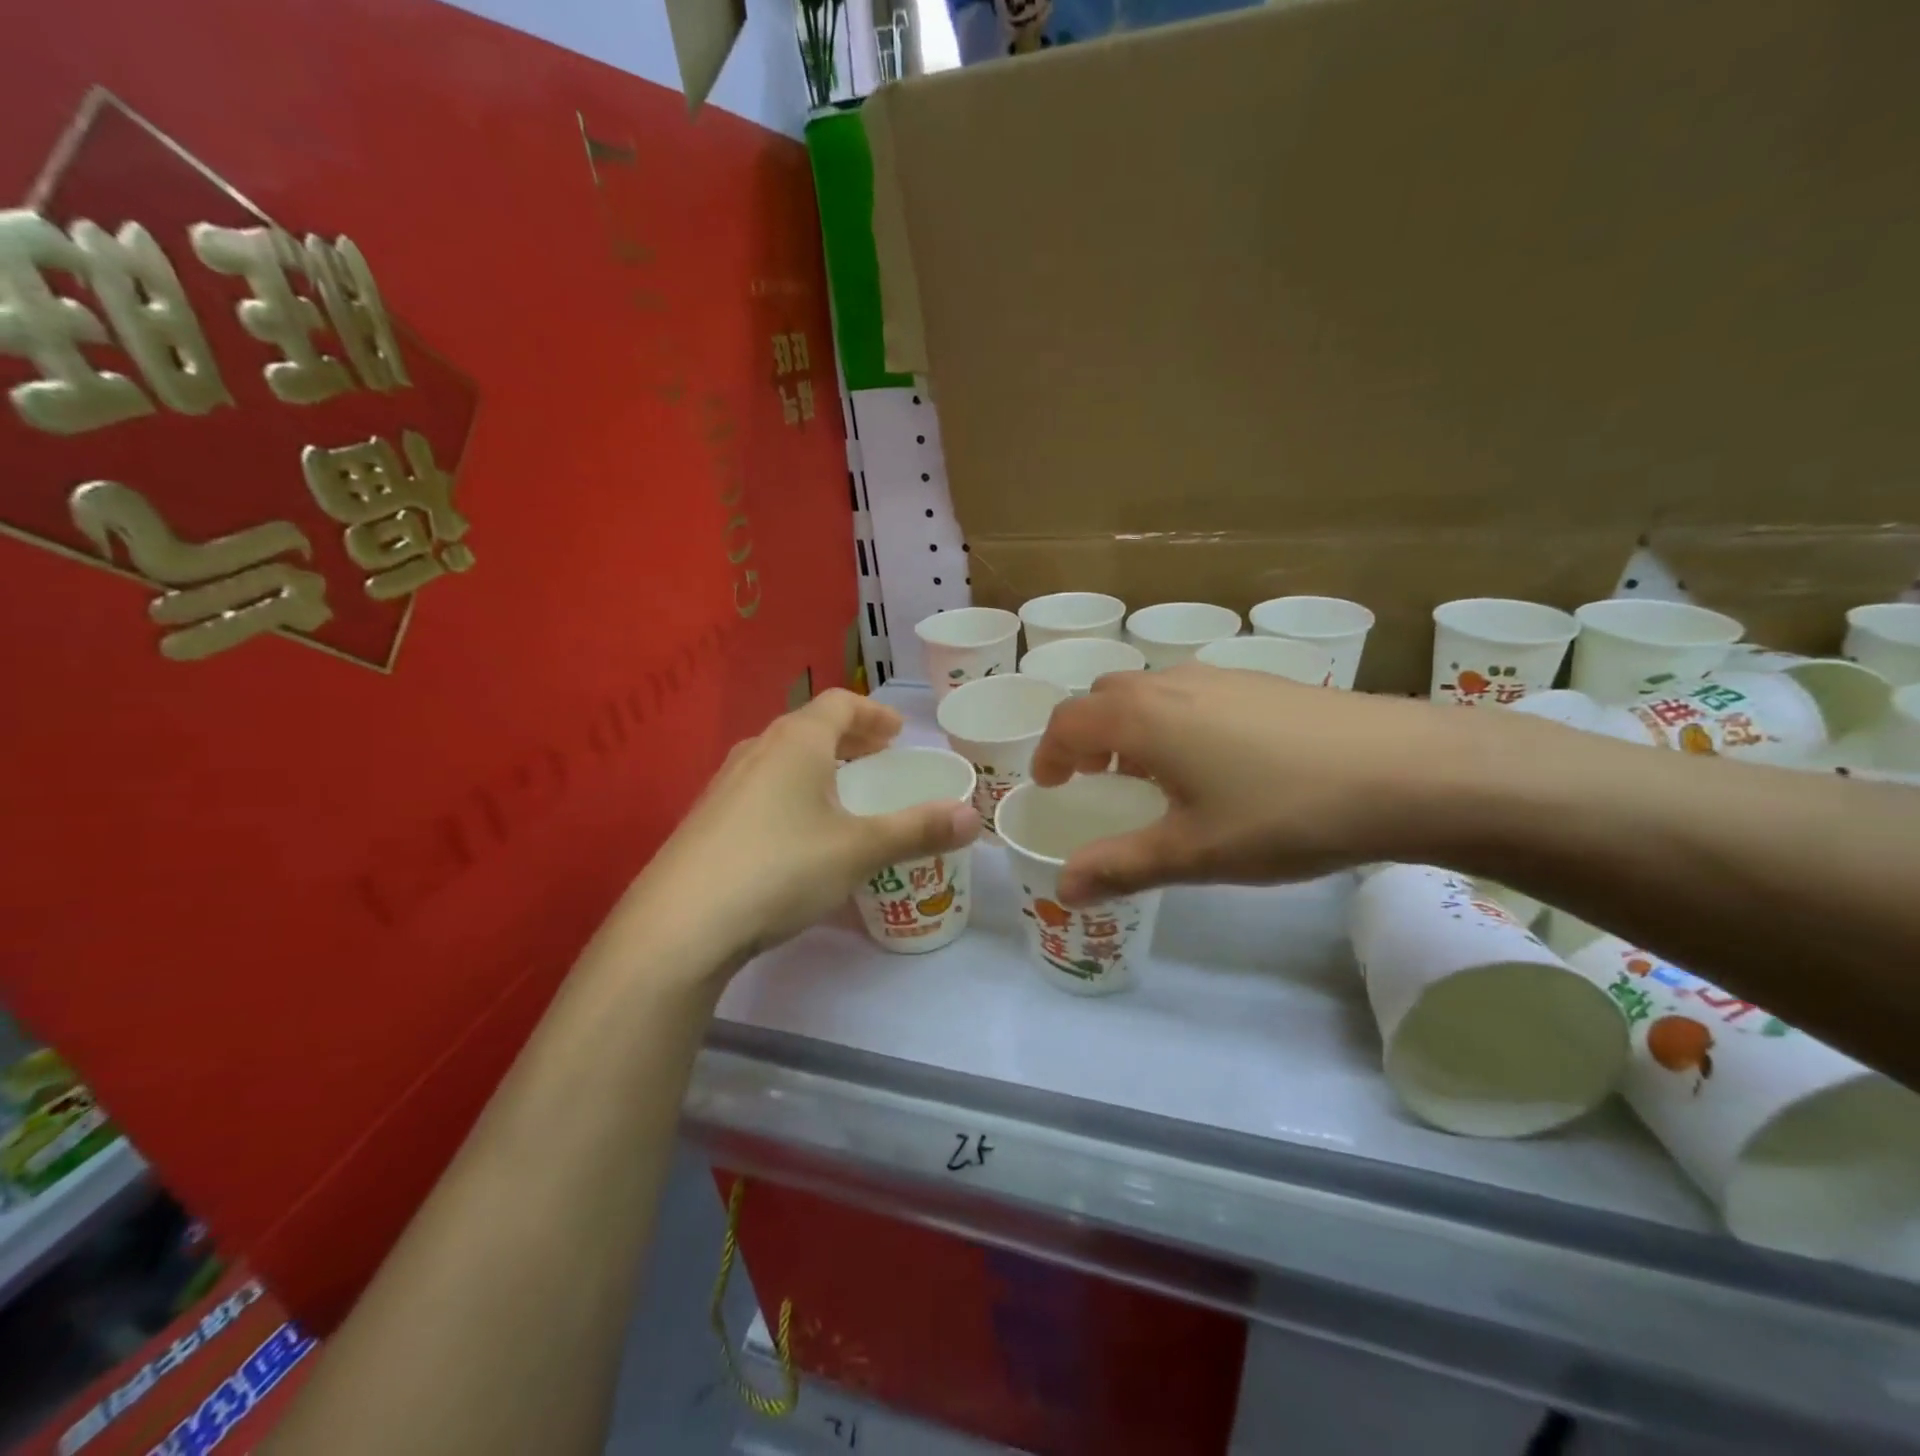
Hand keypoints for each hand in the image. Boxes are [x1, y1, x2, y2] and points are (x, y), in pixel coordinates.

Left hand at [624, 690, 981, 977]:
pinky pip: (761, 787)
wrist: (680, 925)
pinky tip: (798, 832)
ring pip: (782, 758)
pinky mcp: (707, 820)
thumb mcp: (859, 850)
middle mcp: (757, 751)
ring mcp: (725, 784)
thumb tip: (974, 817)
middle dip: (849, 738)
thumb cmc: (780, 868)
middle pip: (809, 727)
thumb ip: (917, 830)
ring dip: (818, 764)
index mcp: (795, 743)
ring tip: (842, 792)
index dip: (874, 713)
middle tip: (879, 758)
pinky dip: (792, 791)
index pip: (839, 704)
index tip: (898, 732)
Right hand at [1029, 665, 1459, 903]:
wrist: (1407, 770)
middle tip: (1094, 780)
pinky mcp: (1261, 683)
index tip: (1049, 786)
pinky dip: (1171, 720)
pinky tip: (1212, 763)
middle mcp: (1172, 684)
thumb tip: (1064, 889)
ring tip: (1149, 774)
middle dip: (1085, 735)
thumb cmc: (1283, 813)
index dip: (1048, 753)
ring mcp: (1221, 677)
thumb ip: (1121, 867)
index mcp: (1142, 717)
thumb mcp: (1195, 852)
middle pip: (1104, 697)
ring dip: (1129, 726)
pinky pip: (1190, 694)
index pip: (1068, 721)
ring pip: (1149, 691)